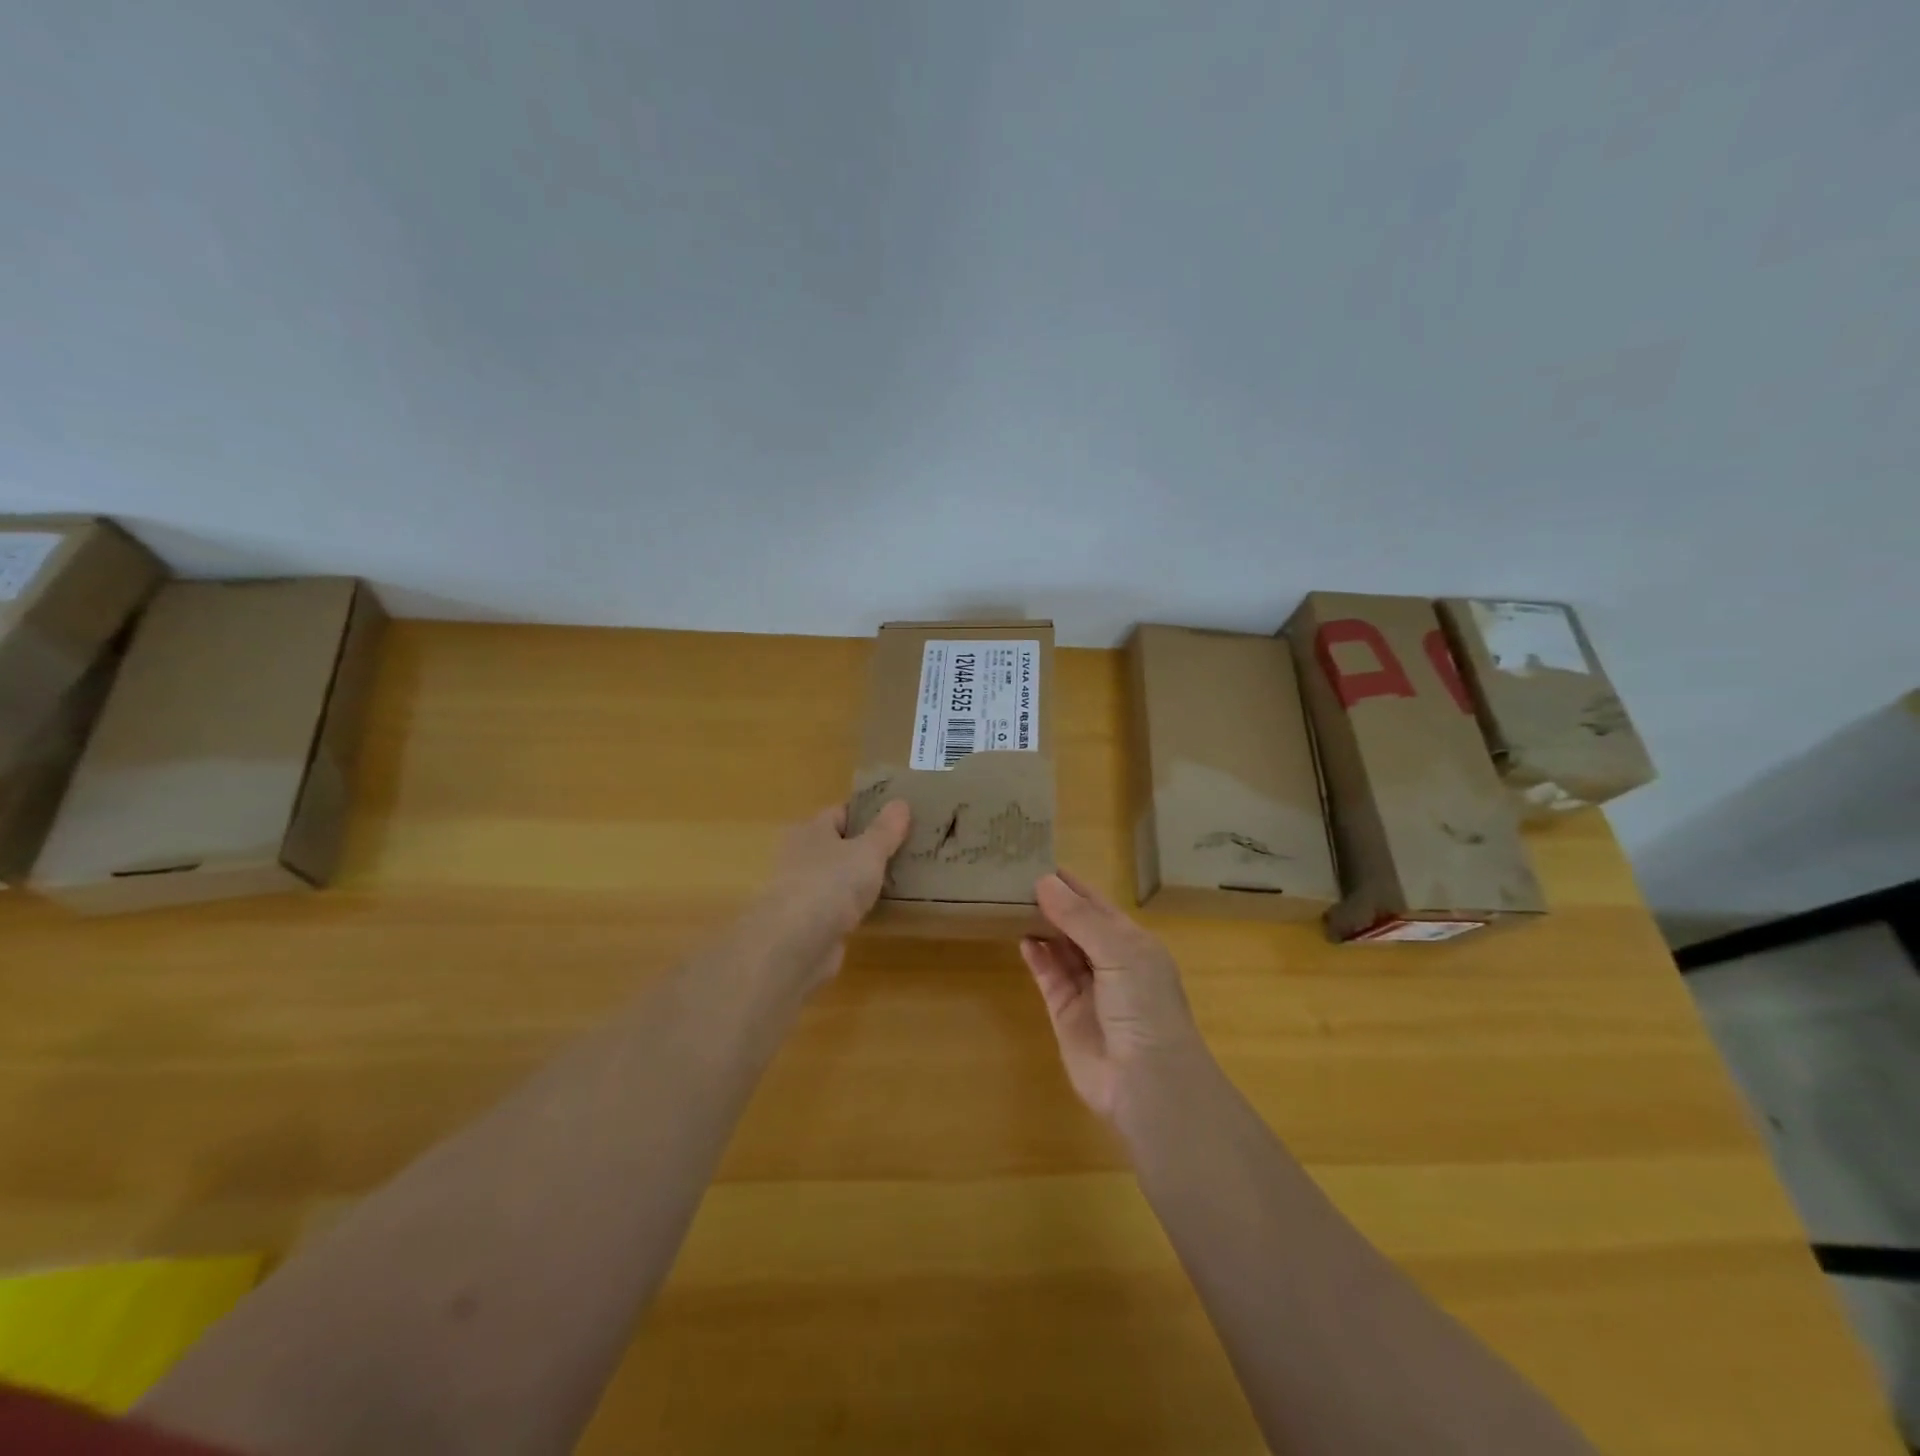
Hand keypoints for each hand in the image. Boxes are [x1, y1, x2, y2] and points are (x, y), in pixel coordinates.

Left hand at [749, 800, 910, 989]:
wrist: (795, 945)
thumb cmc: (830, 884)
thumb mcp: (867, 851)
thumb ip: (885, 829)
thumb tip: (900, 802)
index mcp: (811, 831)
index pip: (840, 813)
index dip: (867, 813)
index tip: (898, 818)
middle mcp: (802, 857)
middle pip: (840, 846)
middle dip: (868, 848)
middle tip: (906, 849)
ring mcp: (805, 893)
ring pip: (841, 879)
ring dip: (863, 881)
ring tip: (902, 879)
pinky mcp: (811, 925)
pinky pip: (841, 908)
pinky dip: (858, 908)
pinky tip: (883, 911)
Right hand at [1019, 871, 1206, 1121]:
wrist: (1147, 1082)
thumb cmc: (1143, 1006)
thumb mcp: (1118, 951)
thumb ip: (1079, 917)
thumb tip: (1043, 881)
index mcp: (1132, 942)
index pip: (1097, 904)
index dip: (1071, 884)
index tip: (1038, 860)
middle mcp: (1110, 961)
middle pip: (1075, 924)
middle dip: (1051, 902)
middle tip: (1013, 878)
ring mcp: (1087, 988)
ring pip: (1059, 948)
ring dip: (1039, 926)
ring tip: (1009, 901)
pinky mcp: (1065, 1013)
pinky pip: (1048, 977)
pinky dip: (1036, 957)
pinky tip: (1021, 938)